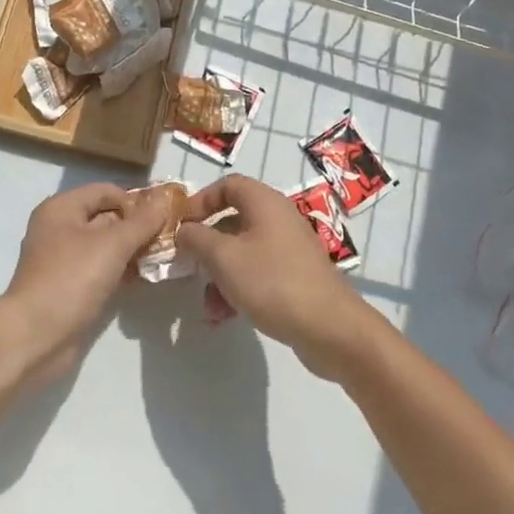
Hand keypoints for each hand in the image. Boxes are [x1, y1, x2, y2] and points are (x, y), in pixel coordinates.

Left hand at [0, 184, 170, 383]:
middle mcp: (60, 229)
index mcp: (62, 208)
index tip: (165, 215)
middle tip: (171, 238)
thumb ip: (141, 222)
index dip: (135, 200)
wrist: (35, 337)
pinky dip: (122, 271)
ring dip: (133, 250)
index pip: (105, 191)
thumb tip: (164, 200)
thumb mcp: (112, 245)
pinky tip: (146, 278)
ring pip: (106, 246)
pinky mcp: (70, 287)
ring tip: (165, 258)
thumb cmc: (71, 279)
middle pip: (106, 217)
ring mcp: (64, 260)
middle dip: (138, 227)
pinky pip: (101, 270)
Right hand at [176, 175, 379, 379]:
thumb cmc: (272, 282)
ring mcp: (289, 249)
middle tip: (188, 267)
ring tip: (207, 307)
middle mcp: (278, 219)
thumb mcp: (223, 258)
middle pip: (232, 222)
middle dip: (206, 247)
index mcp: (264, 203)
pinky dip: (238, 289)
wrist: (330, 328)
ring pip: (242, 253)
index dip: (201, 200)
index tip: (182, 224)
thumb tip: (184, 230)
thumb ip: (196, 239)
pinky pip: (258, 274)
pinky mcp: (295, 277)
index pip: (228, 185)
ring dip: (219, 276)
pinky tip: (223, 317)